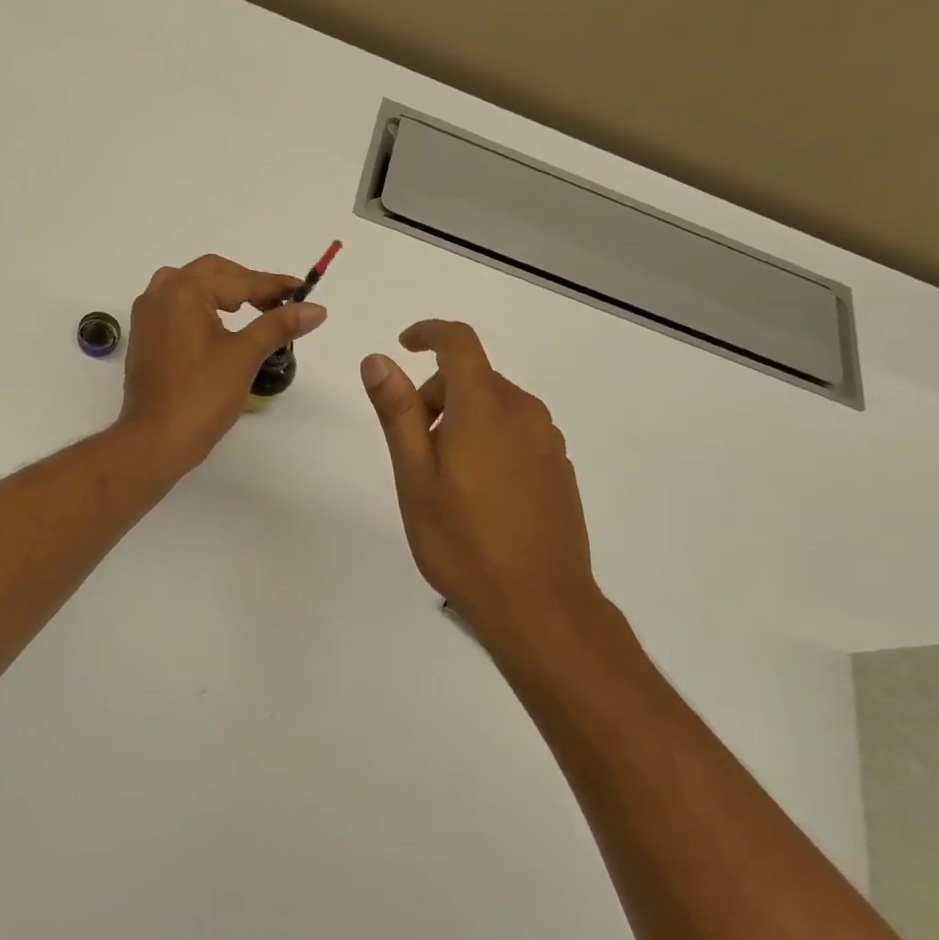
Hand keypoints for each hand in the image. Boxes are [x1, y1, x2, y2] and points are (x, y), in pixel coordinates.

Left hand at [119, 255, 327, 471]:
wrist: (155, 439)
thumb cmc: (202, 395)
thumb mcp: (245, 356)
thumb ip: (278, 325)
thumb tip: (316, 309)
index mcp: (185, 291)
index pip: (239, 280)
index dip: (275, 286)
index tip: (304, 292)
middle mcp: (161, 293)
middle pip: (211, 272)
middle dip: (247, 283)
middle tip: (278, 303)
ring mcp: (147, 315)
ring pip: (189, 285)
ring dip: (220, 290)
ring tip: (248, 309)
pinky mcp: (143, 336)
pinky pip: (174, 305)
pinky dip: (199, 305)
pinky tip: (217, 325)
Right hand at [361, 320, 600, 651]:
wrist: (540, 606)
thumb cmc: (463, 542)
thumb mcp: (415, 477)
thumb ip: (397, 413)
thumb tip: (378, 360)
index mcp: (485, 409)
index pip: (459, 343)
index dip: (429, 333)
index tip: (402, 345)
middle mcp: (524, 413)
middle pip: (474, 378)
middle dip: (436, 394)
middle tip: (414, 447)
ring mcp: (548, 442)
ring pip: (496, 406)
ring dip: (463, 419)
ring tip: (446, 479)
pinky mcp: (560, 469)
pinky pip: (517, 433)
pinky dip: (490, 440)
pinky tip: (480, 495)